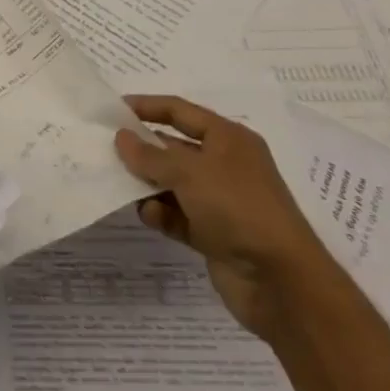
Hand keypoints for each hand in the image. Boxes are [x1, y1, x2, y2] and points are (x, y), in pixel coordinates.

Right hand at [113, 96, 334, 341]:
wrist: (282, 284)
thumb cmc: (237, 208)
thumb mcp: (189, 172)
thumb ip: (150, 154)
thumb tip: (122, 138)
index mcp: (228, 139)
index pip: (180, 112)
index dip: (147, 106)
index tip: (113, 109)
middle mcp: (225, 165)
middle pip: (174, 148)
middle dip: (143, 150)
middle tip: (107, 150)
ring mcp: (220, 201)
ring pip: (173, 183)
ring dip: (148, 185)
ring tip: (123, 187)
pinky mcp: (214, 234)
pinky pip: (178, 215)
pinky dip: (162, 214)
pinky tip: (150, 216)